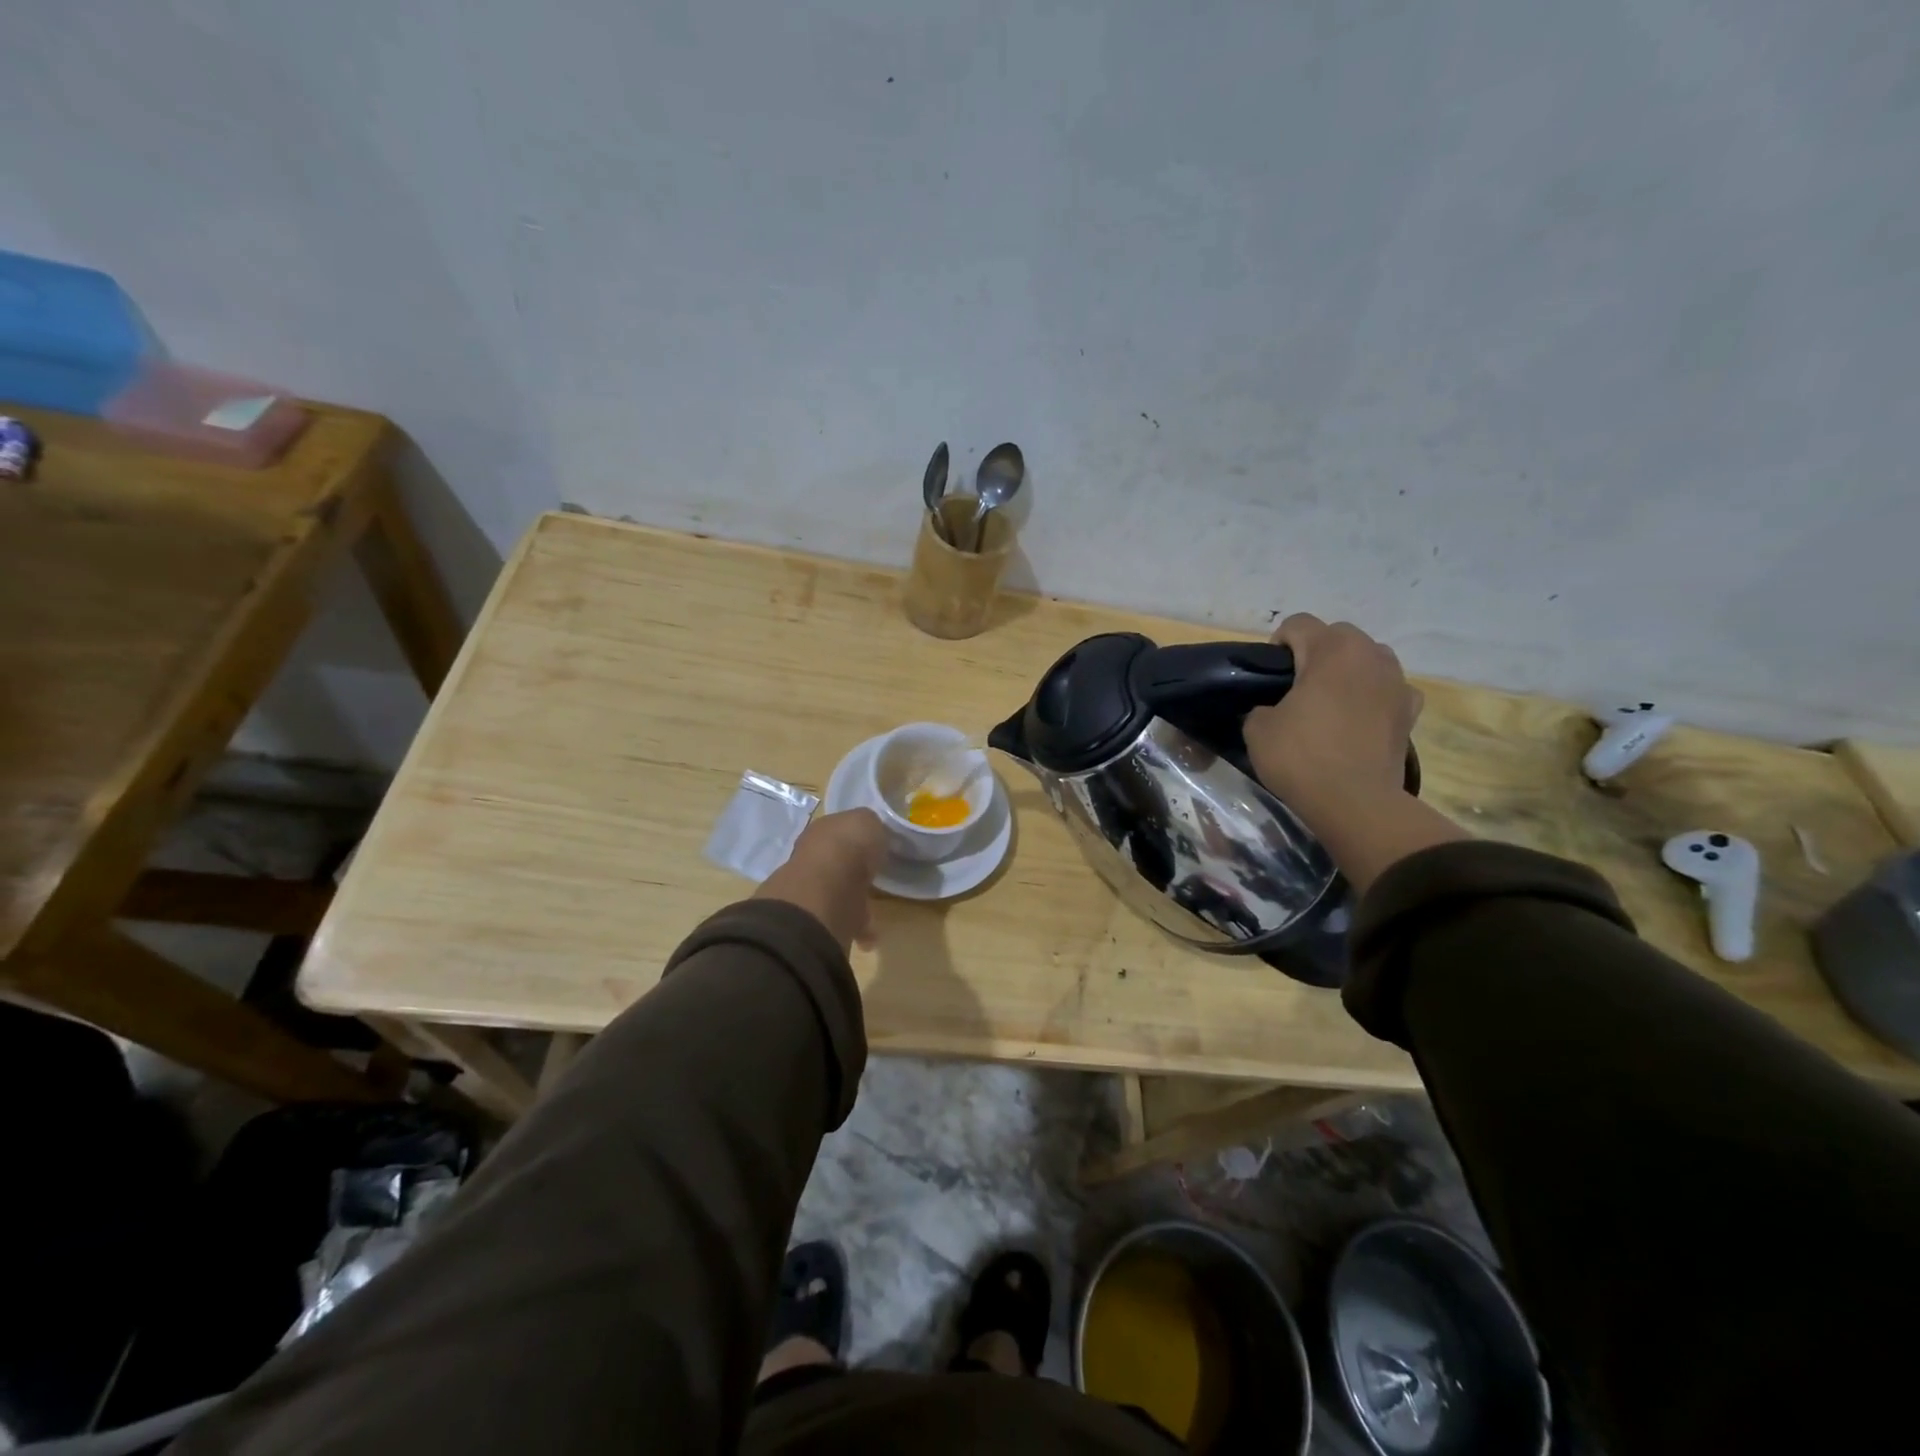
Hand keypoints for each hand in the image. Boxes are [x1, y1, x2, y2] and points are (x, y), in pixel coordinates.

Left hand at [754, 809, 887, 951]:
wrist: (827, 887)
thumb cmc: (849, 845)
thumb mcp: (869, 821)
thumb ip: (871, 826)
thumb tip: (872, 833)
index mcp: (822, 829)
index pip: (839, 829)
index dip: (857, 837)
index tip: (875, 846)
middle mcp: (812, 856)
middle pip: (835, 861)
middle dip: (852, 869)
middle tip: (873, 876)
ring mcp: (812, 888)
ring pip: (836, 890)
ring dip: (852, 898)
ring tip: (874, 908)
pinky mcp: (817, 916)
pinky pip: (841, 917)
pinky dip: (856, 926)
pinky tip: (870, 933)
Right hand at [1245, 614, 1421, 824]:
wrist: (1355, 802)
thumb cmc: (1301, 757)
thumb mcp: (1257, 728)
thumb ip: (1262, 705)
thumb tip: (1273, 709)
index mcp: (1331, 650)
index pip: (1298, 624)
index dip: (1277, 645)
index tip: (1269, 676)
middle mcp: (1370, 654)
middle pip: (1337, 635)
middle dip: (1316, 653)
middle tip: (1297, 688)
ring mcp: (1398, 681)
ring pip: (1368, 659)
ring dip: (1348, 671)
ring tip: (1330, 703)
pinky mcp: (1411, 710)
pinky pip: (1389, 689)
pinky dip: (1374, 697)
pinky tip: (1359, 720)